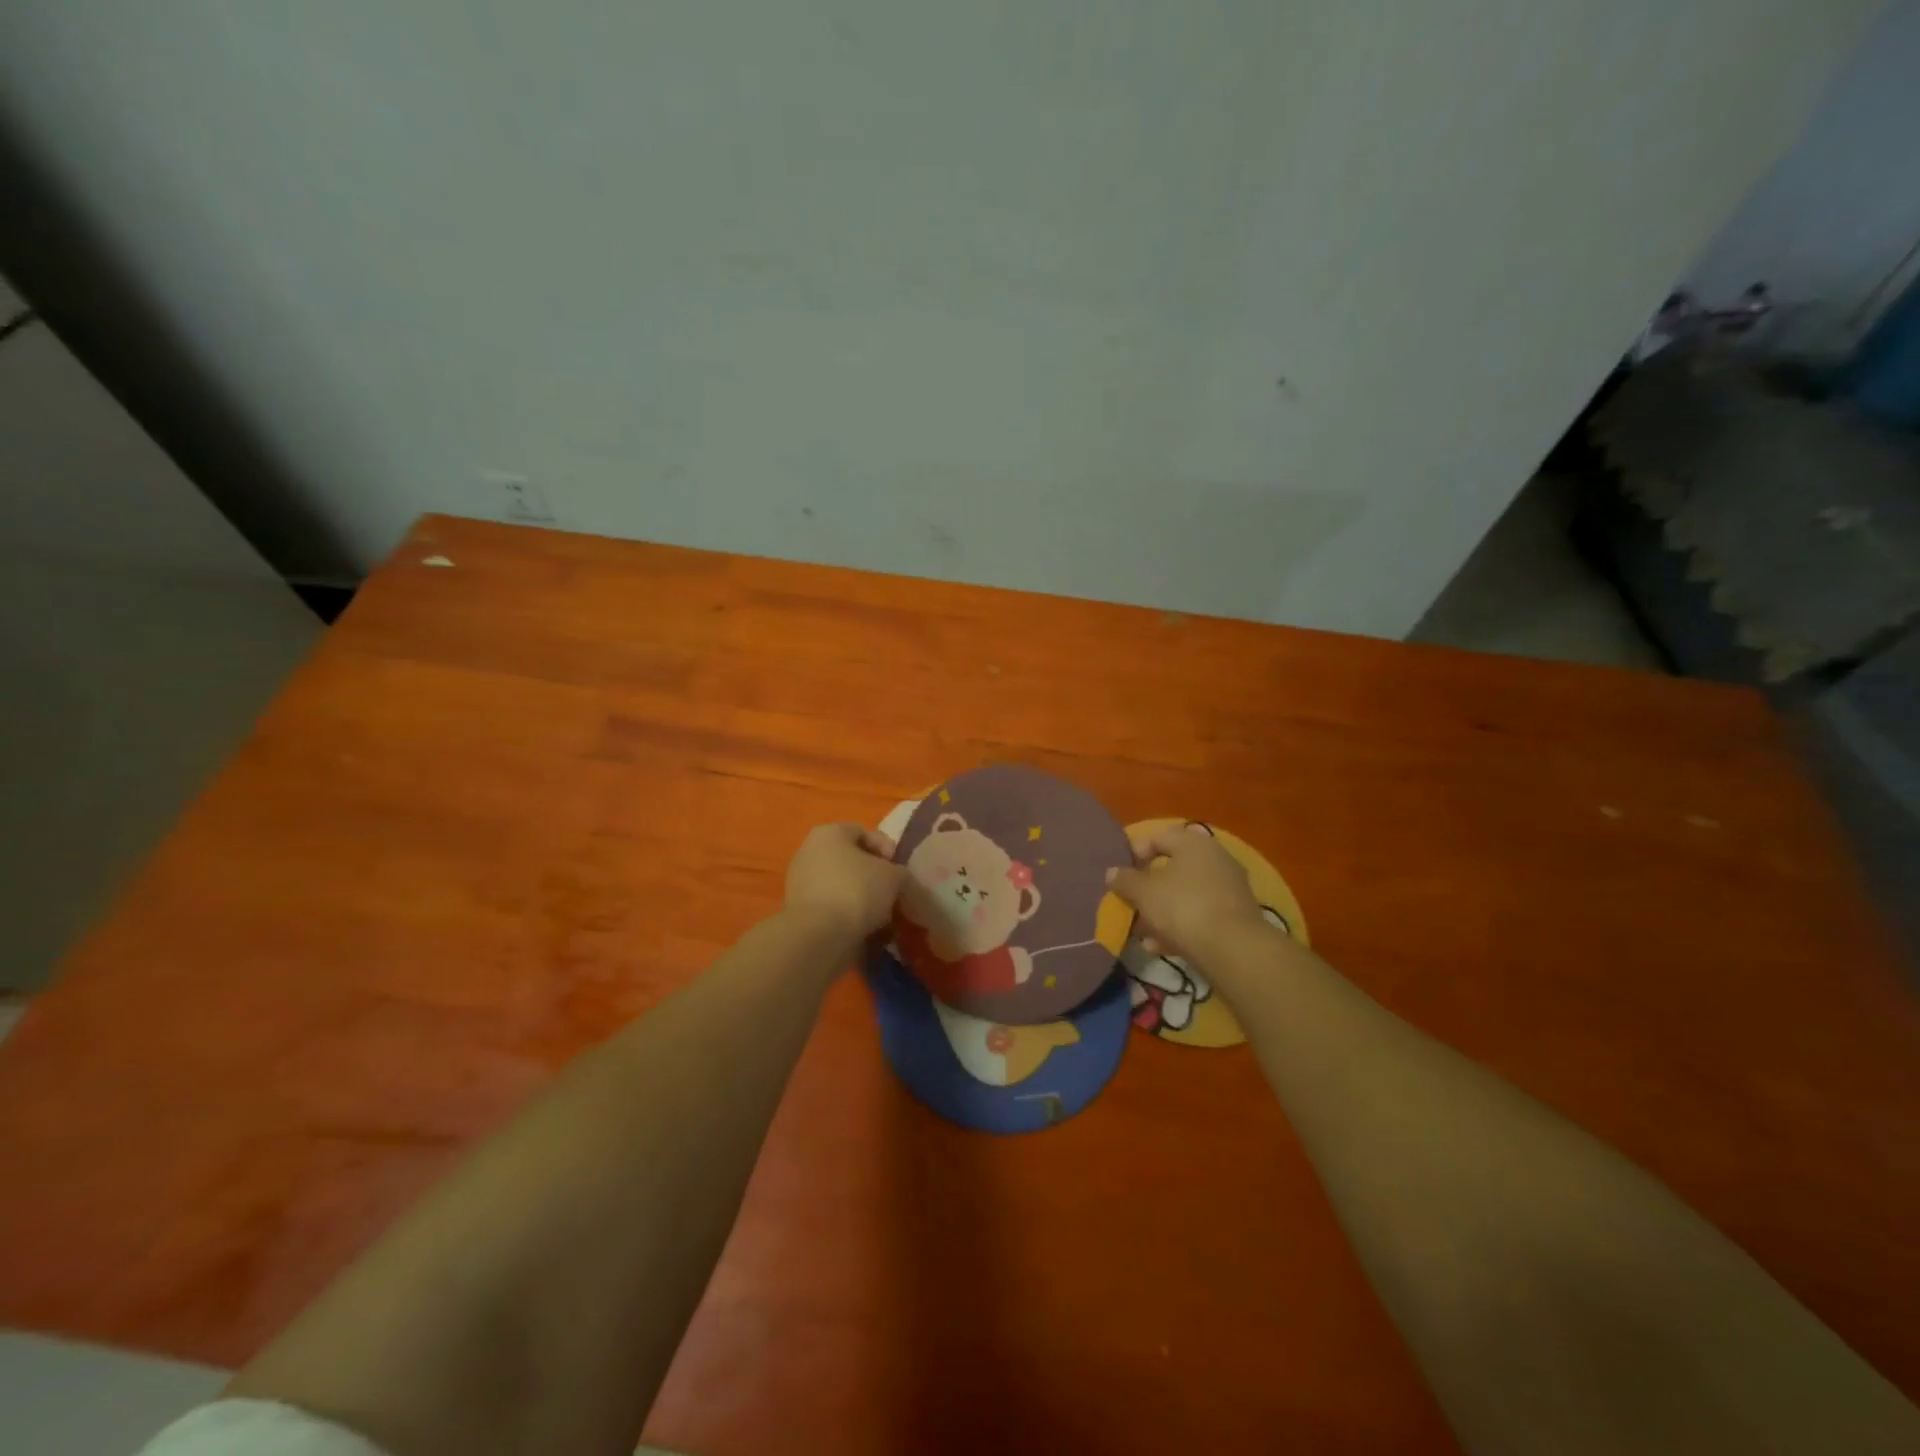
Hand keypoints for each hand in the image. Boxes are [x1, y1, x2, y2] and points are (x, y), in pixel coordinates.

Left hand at [784, 822, 907, 941]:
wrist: (818, 935)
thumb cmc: (857, 891)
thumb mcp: (893, 876)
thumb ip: (900, 873)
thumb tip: (897, 880)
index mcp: (828, 833)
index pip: (863, 832)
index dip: (886, 848)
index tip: (900, 869)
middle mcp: (809, 851)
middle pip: (850, 859)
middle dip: (874, 876)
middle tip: (893, 892)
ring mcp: (800, 882)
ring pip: (841, 885)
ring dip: (862, 898)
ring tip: (882, 916)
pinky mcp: (798, 911)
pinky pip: (831, 906)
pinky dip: (847, 914)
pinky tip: (864, 929)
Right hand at [1105, 823, 1273, 971]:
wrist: (1233, 949)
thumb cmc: (1182, 908)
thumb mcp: (1144, 893)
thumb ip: (1125, 880)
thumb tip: (1112, 872)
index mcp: (1193, 843)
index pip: (1157, 838)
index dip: (1135, 855)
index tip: (1121, 877)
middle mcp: (1215, 858)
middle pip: (1172, 868)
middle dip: (1148, 889)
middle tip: (1131, 904)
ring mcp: (1229, 887)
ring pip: (1185, 894)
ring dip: (1162, 911)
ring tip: (1142, 934)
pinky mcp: (1236, 915)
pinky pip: (1200, 914)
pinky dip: (1180, 926)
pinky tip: (1161, 947)